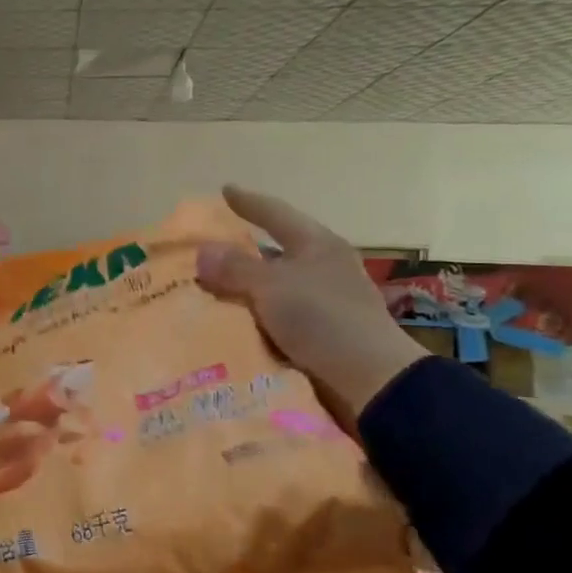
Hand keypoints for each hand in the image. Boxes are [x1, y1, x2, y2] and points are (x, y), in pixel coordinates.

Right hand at [195, 186, 426, 417]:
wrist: (370, 382)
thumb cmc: (323, 318)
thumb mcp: (271, 285)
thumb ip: (234, 267)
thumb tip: (202, 251)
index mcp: (317, 245)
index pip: (275, 214)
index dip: (248, 202)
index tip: (225, 190)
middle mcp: (320, 269)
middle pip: (271, 253)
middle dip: (237, 253)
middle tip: (201, 250)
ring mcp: (320, 304)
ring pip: (269, 289)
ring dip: (239, 291)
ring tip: (201, 291)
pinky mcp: (316, 336)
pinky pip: (271, 318)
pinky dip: (249, 318)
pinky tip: (223, 323)